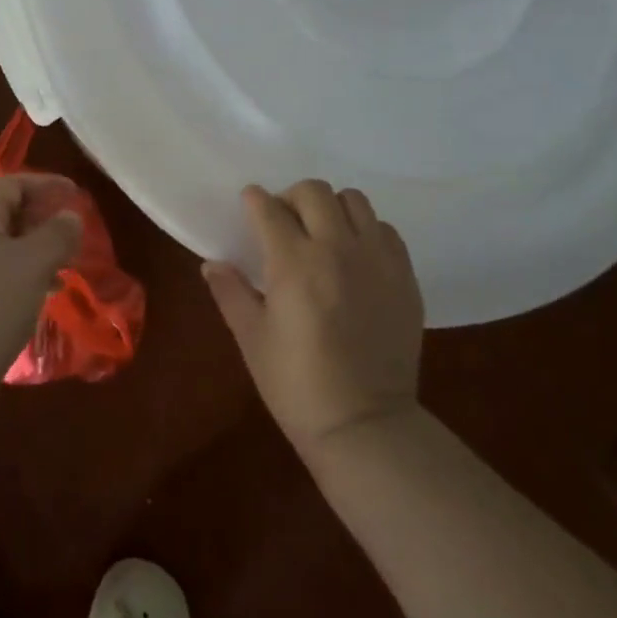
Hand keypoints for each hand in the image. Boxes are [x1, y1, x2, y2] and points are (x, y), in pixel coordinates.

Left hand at [0, 175, 82, 396]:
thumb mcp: (33, 264)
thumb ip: (57, 235)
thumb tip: (70, 216)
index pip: (10, 185)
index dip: (45, 184)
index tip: (76, 194)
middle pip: (4, 216)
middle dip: (41, 220)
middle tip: (73, 235)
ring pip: (1, 250)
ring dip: (34, 252)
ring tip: (65, 268)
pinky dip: (22, 278)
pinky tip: (43, 297)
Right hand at [203, 181, 424, 452]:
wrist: (364, 425)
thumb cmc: (296, 384)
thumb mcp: (252, 339)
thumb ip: (231, 293)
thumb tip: (212, 263)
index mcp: (294, 263)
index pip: (269, 209)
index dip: (254, 200)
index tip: (249, 203)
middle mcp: (338, 249)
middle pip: (314, 192)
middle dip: (291, 197)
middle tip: (283, 221)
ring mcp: (377, 260)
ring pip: (354, 201)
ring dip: (331, 208)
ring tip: (322, 234)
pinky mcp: (404, 276)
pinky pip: (385, 230)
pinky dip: (365, 231)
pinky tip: (355, 257)